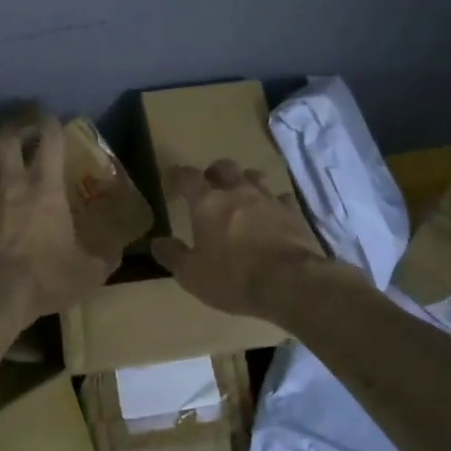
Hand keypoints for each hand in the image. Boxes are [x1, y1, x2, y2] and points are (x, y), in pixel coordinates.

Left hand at [0, 115, 116, 321]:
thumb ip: (104, 259)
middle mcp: (13, 182)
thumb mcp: (87, 274)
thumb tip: (119, 251)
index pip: (51, 142)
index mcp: (47, 190)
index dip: (51, 125)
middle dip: (12, 132)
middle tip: (16, 136)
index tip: (52, 120)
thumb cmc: (43, 278)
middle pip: (7, 140)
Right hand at [151, 162, 342, 321]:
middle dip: (213, 172)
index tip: (172, 179)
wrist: (292, 283)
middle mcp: (238, 192)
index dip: (178, 175)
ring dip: (244, 181)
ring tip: (241, 194)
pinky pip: (281, 198)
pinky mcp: (293, 212)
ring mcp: (268, 199)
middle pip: (224, 167)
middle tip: (209, 185)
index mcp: (208, 203)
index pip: (188, 177)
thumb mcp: (192, 275)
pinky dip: (273, 202)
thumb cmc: (234, 279)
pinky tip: (273, 214)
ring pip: (254, 176)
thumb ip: (173, 255)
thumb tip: (157, 241)